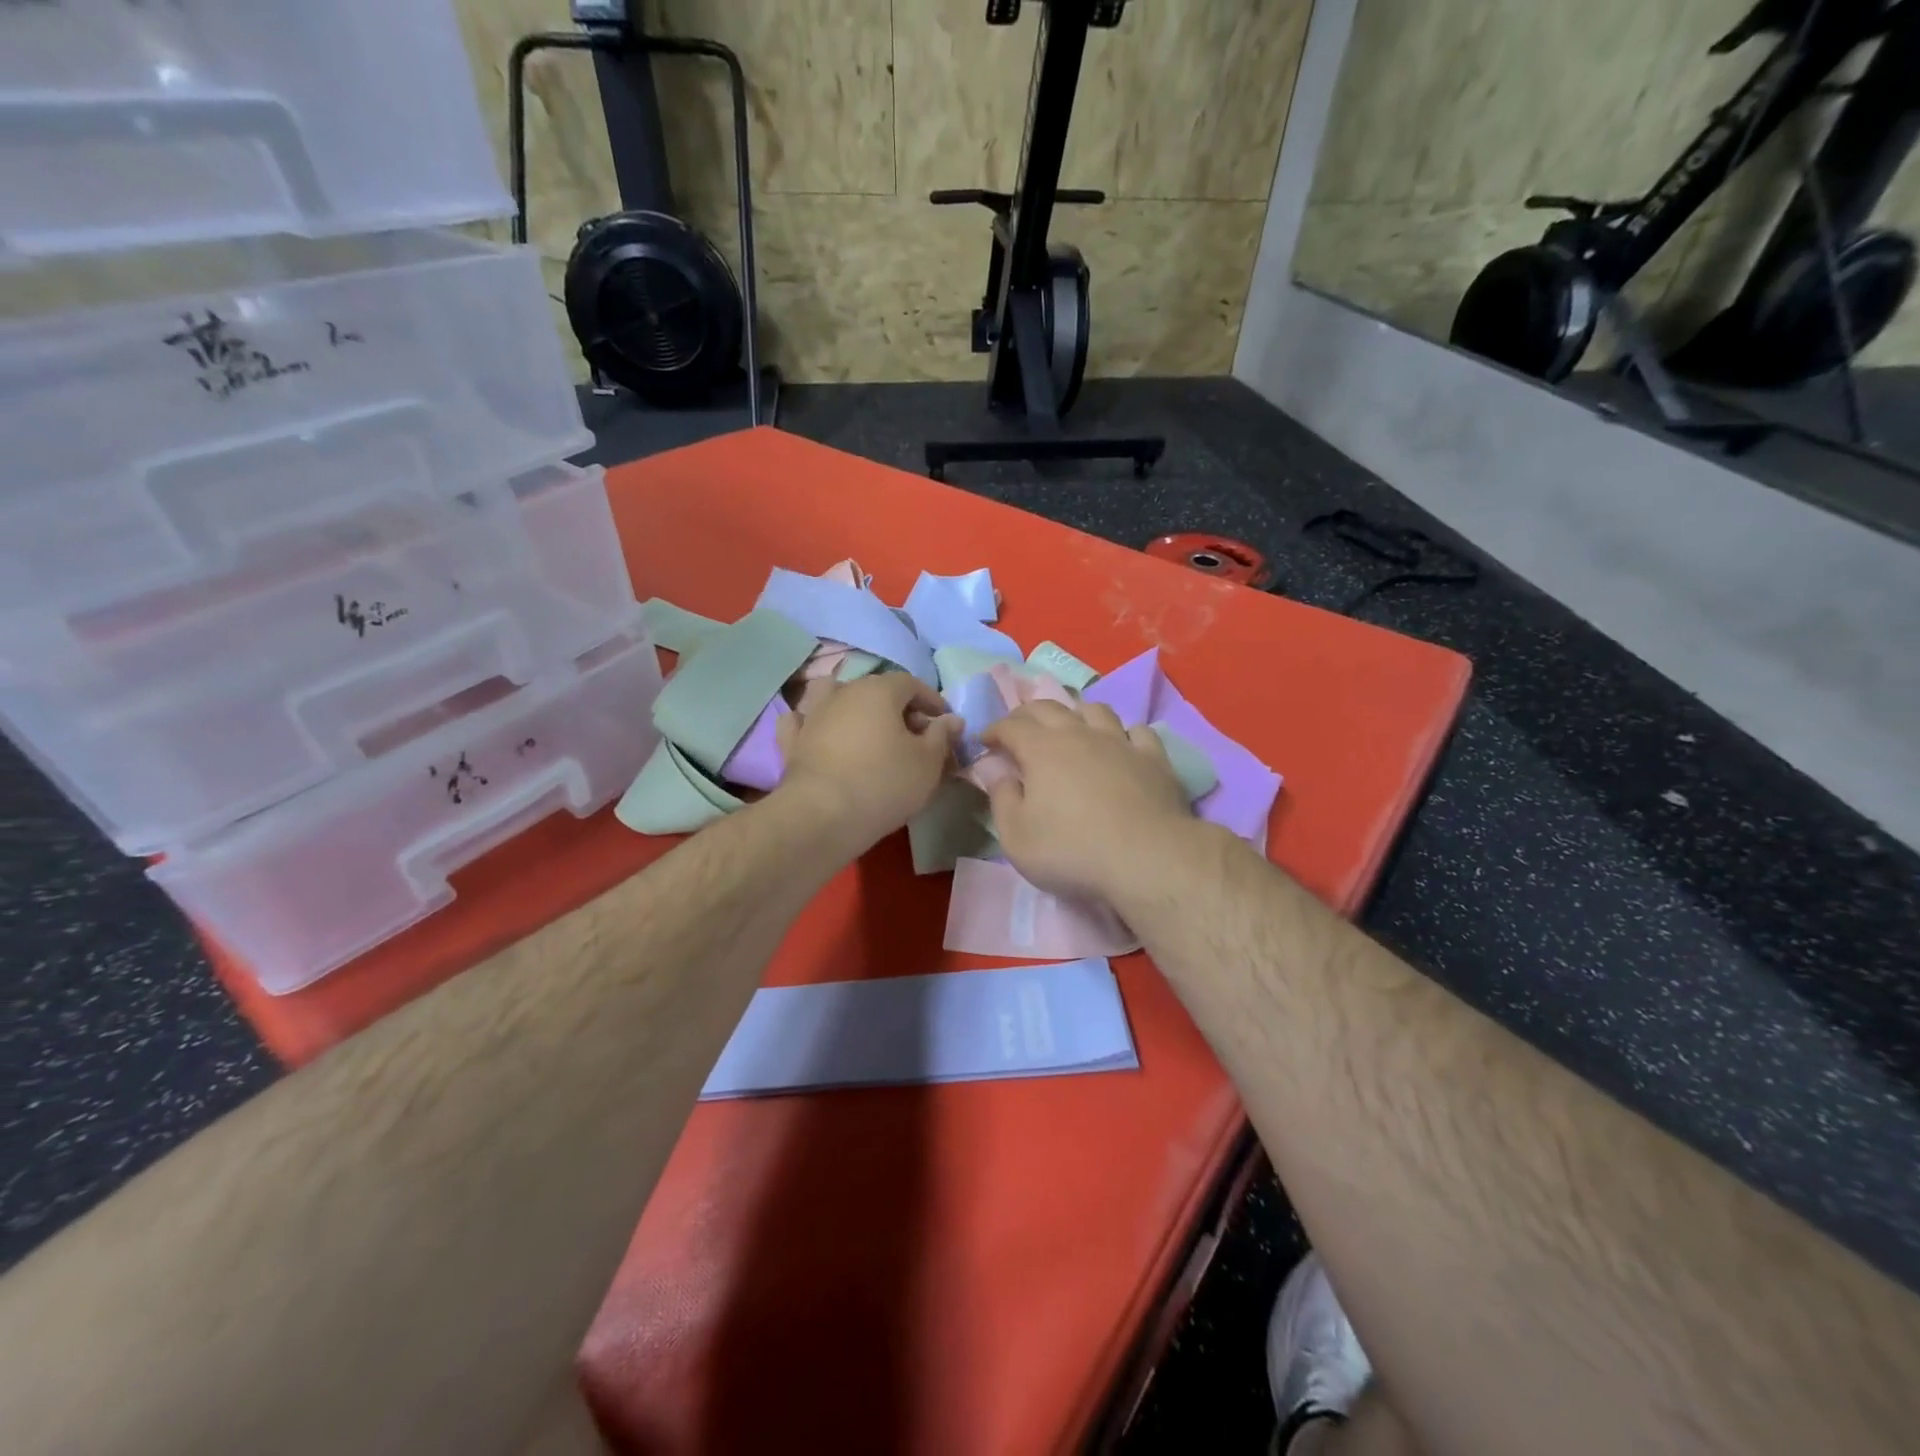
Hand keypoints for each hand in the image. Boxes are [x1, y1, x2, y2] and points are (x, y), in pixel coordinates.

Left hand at [773, 673, 961, 849]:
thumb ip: (942, 735)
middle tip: (914, 737)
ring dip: (852, 708)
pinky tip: (821, 735)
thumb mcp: (928, 762)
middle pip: (876, 690)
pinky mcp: (791, 741)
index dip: (932, 701)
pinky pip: (802, 722)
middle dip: (898, 709)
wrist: (823, 816)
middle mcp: (843, 692)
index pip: (912, 683)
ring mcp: (812, 714)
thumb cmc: (884, 783)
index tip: (944, 723)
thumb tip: (951, 719)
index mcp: (879, 690)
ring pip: (834, 697)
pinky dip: (813, 725)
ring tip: (867, 731)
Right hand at [979, 700, 1196, 901]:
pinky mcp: (1153, 758)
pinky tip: (1120, 745)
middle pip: (1049, 707)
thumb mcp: (1017, 837)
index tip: (985, 741)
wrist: (1147, 859)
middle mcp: (1080, 734)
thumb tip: (995, 771)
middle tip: (1018, 730)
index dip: (994, 730)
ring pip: (1095, 710)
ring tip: (1070, 729)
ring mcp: (1120, 742)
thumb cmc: (1072, 851)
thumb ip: (1001, 799)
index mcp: (1041, 749)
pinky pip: (1137, 731)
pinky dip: (1122, 733)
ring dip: (1075, 714)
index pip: (1010, 726)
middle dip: (1027, 714)